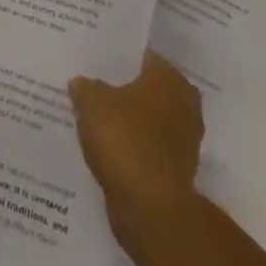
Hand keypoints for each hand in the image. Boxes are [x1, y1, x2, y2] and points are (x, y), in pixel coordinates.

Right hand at [70, 51, 203, 243]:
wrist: (150, 208)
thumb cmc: (124, 139)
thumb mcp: (92, 102)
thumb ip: (85, 87)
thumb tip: (80, 82)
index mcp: (169, 77)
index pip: (140, 57)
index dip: (116, 59)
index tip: (95, 63)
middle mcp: (184, 103)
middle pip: (146, 89)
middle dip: (122, 91)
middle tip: (93, 90)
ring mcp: (185, 140)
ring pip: (148, 121)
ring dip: (128, 123)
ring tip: (96, 122)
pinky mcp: (177, 171)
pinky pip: (148, 149)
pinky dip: (132, 149)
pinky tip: (108, 151)